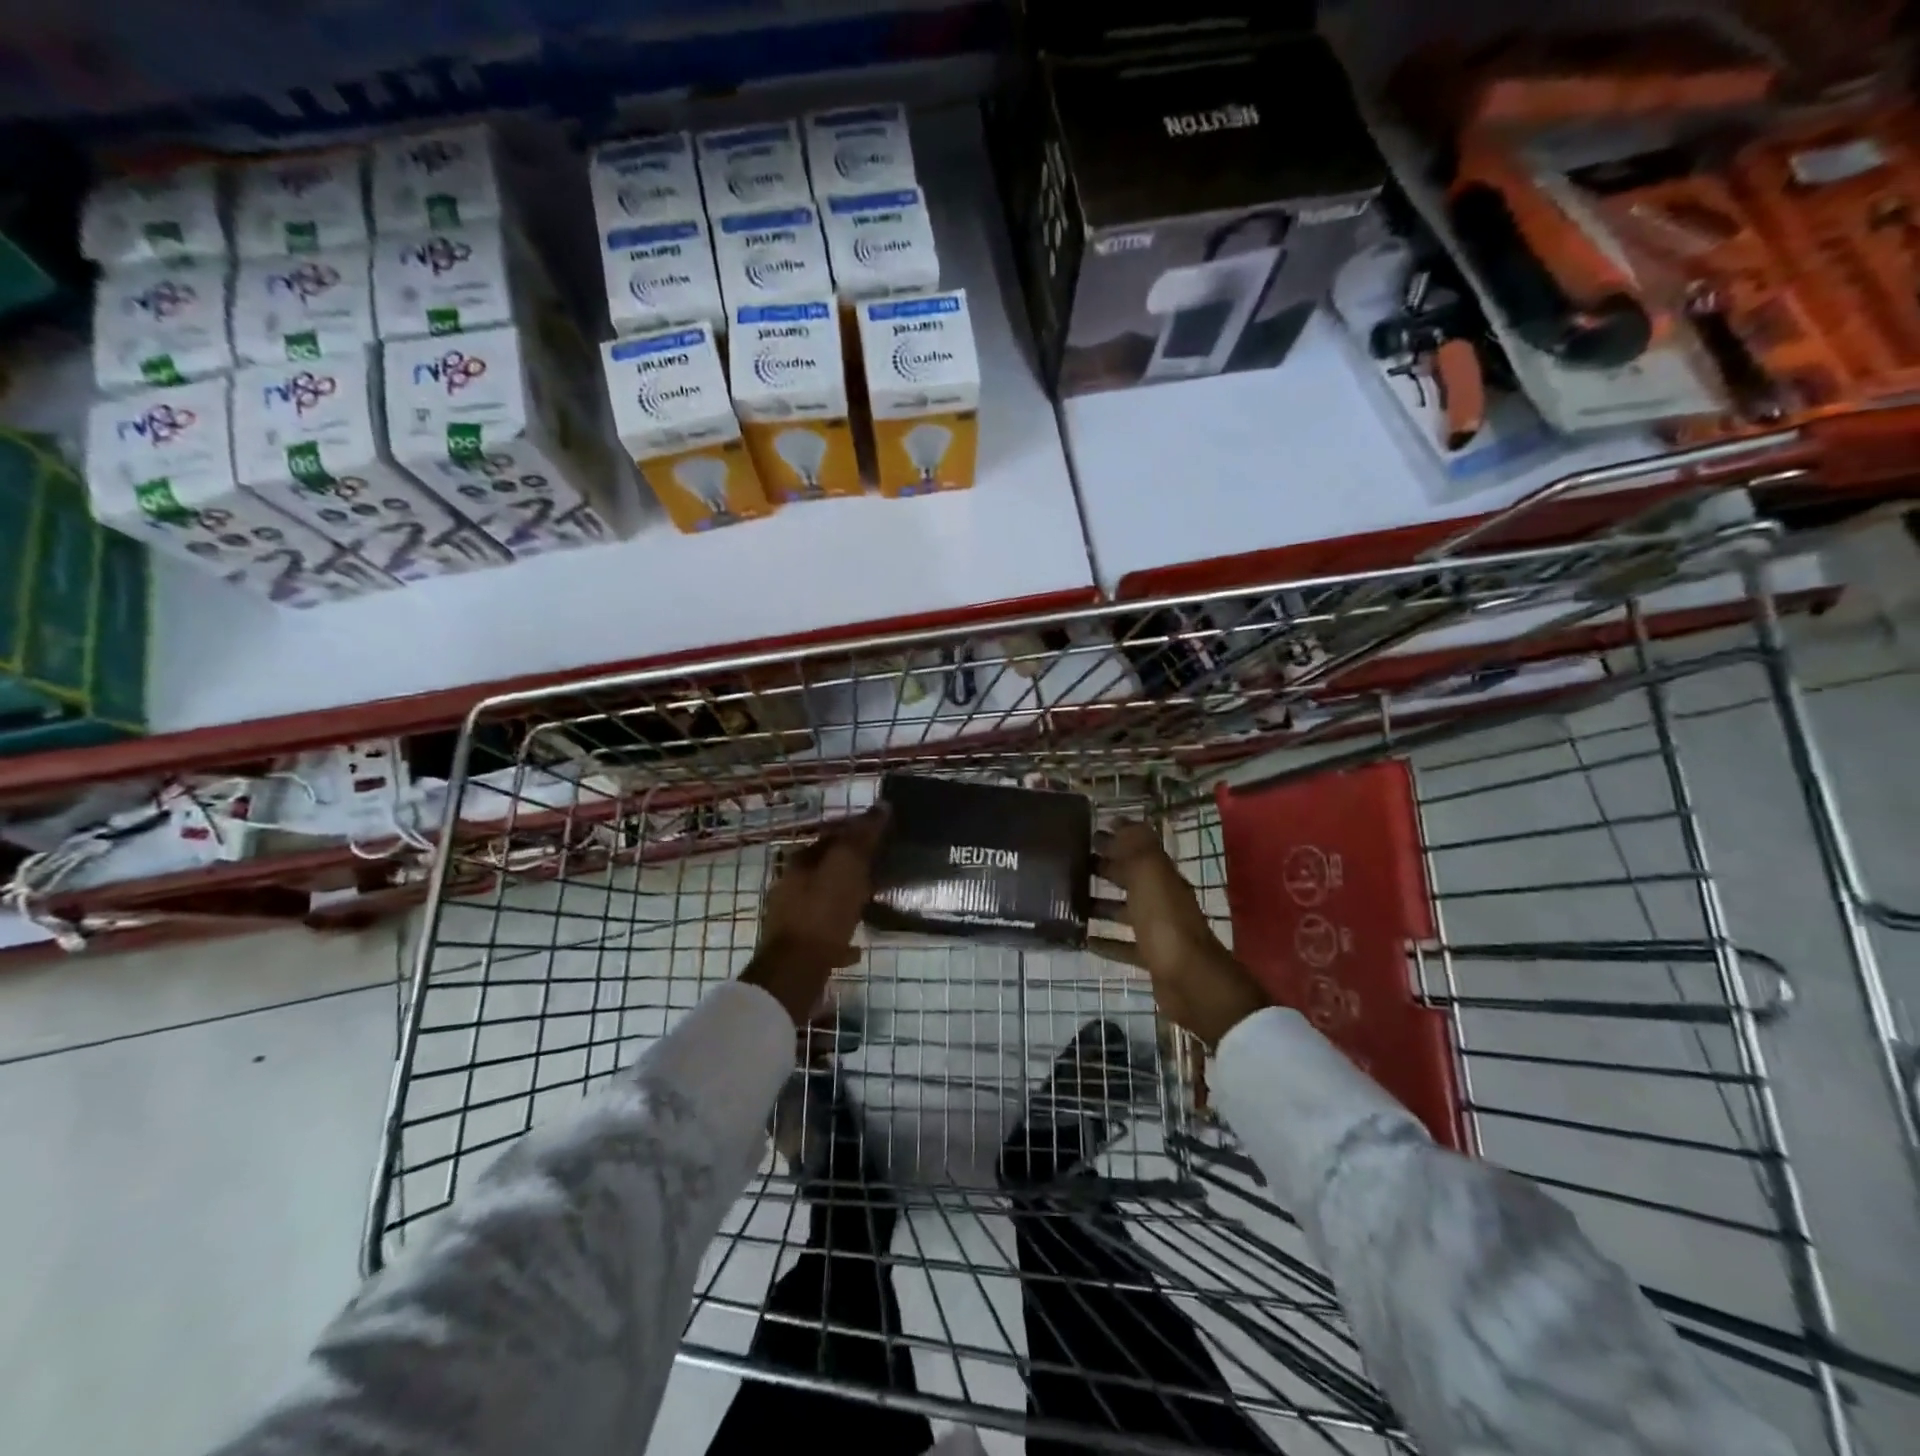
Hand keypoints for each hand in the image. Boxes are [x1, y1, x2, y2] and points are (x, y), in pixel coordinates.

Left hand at [741, 806, 888, 1026]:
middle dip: (850, 869)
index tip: (880, 838)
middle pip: (825, 870)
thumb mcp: (847, 867)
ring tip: (870, 907)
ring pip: (823, 901)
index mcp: (800, 863)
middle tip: (880, 872)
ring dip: (845, 901)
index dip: (855, 834)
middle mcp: (790, 886)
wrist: (795, 971)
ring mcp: (790, 918)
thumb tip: (881, 805)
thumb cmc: (822, 913)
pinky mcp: (797, 947)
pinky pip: (823, 934)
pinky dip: (840, 936)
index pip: (830, 838)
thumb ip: (863, 837)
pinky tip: (856, 947)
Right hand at [1093, 821, 1267, 1046]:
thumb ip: (1136, 847)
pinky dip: (1106, 942)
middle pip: (1131, 879)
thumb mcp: (1149, 876)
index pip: (1138, 850)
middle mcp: (1162, 900)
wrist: (1191, 981)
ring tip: (1071, 901)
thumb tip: (1121, 822)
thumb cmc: (1165, 923)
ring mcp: (1158, 931)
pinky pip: (1124, 945)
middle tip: (1073, 864)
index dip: (1117, 840)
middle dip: (1106, 868)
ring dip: (1102, 904)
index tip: (1089, 833)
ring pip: (1126, 911)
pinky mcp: (1151, 958)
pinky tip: (1085, 940)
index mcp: (1162, 877)